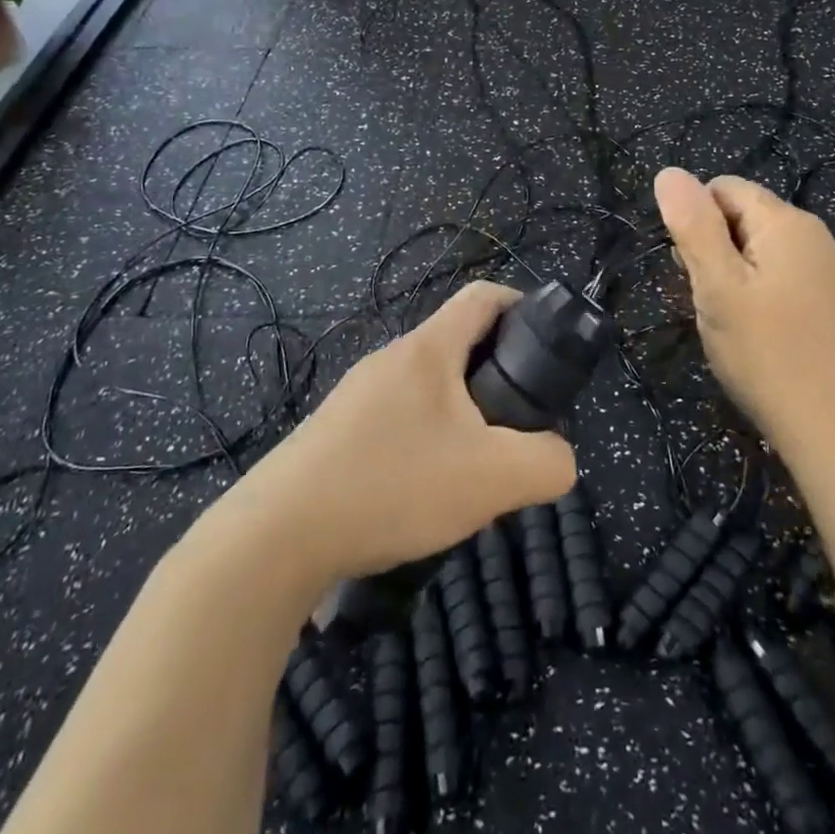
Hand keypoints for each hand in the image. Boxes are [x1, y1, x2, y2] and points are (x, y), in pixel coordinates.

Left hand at [213, 282, 577, 585]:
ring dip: (459, 416)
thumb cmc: (392, 485)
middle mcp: (390, 359)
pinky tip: (421, 493)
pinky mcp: (334, 431)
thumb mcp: (493, 478)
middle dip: (496, 378)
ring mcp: (357, 395)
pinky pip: (397, 421)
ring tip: (471, 471)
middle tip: (515, 428)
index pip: (482, 297)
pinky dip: (424, 442)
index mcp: (428, 350)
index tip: (545, 345)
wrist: (277, 536)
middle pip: (458, 346)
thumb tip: (557, 457)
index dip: (521, 305)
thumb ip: (548, 463)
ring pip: (427, 390)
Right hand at [654, 167, 834, 462]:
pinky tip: (748, 328)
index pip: (722, 188)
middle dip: (710, 249)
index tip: (692, 269)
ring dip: (726, 273)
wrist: (829, 426)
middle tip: (708, 299)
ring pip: (751, 248)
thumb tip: (668, 172)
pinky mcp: (819, 296)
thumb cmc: (765, 351)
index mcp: (786, 220)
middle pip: (738, 215)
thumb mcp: (717, 285)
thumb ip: (692, 225)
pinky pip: (770, 272)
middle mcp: (809, 233)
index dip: (695, 221)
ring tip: (726, 318)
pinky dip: (748, 291)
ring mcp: (818, 266)